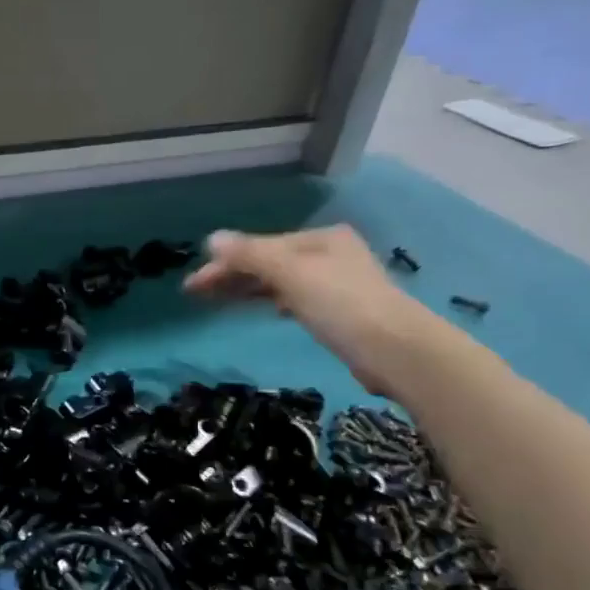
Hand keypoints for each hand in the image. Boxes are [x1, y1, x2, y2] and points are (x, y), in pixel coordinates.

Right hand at [183, 226, 455, 397]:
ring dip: (247, 289)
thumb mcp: (291, 274)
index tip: (193, 284)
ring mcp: (336, 284)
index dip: (224, 263)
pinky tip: (264, 309)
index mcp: (320, 238)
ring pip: (280, 281)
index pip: (260, 246)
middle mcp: (329, 254)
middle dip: (231, 275)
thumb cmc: (341, 305)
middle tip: (194, 293)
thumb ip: (250, 255)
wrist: (396, 351)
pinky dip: (272, 301)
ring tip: (216, 301)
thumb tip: (212, 238)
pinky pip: (294, 299)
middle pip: (269, 261)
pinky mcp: (339, 313)